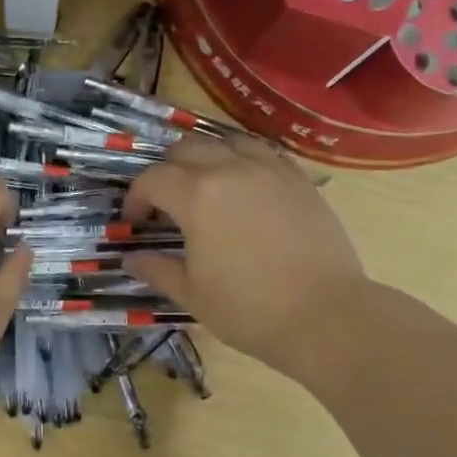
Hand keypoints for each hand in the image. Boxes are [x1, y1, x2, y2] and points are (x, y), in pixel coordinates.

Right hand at [122, 135, 372, 384]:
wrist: (326, 315)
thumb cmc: (249, 309)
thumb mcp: (193, 294)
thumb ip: (158, 270)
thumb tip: (131, 259)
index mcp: (197, 196)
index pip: (153, 178)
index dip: (136, 197)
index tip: (136, 222)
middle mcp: (231, 170)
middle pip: (187, 148)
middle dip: (167, 171)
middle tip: (165, 202)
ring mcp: (270, 170)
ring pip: (227, 141)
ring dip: (207, 157)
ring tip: (206, 185)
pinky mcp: (299, 180)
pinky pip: (264, 153)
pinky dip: (244, 160)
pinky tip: (245, 187)